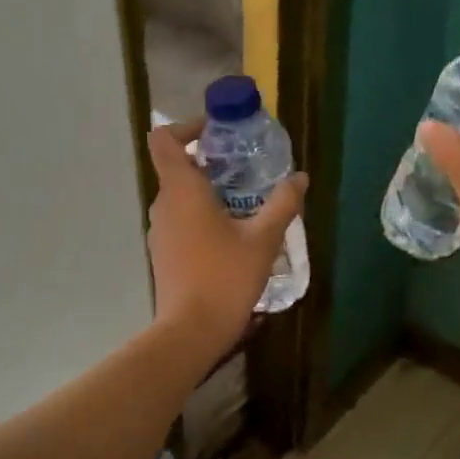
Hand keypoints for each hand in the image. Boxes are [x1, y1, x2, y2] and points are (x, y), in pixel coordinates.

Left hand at [146, 118, 306, 361]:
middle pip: (176, 168)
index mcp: (182, 190)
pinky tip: (231, 237)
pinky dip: (201, 218)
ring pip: (180, 198)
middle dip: (209, 163)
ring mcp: (159, 231)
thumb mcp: (263, 239)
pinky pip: (180, 222)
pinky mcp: (163, 254)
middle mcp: (163, 205)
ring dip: (208, 193)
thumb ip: (282, 204)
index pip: (164, 140)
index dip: (186, 127)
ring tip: (245, 204)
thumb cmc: (225, 277)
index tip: (216, 134)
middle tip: (246, 170)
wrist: (191, 331)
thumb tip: (300, 177)